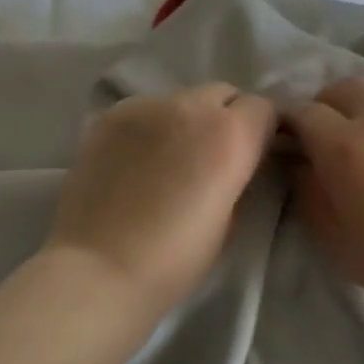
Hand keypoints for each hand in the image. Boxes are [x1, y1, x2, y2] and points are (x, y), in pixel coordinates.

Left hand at [44, 83, 276, 312]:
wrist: (100, 269)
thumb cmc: (176, 258)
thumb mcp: (231, 220)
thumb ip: (240, 176)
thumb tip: (237, 162)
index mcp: (230, 134)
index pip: (264, 108)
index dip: (263, 131)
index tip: (254, 156)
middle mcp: (190, 106)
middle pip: (223, 94)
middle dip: (227, 117)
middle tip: (213, 157)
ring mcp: (144, 106)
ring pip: (181, 99)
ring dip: (187, 120)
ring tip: (170, 159)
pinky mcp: (109, 116)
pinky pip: (144, 110)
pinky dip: (151, 127)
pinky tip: (137, 161)